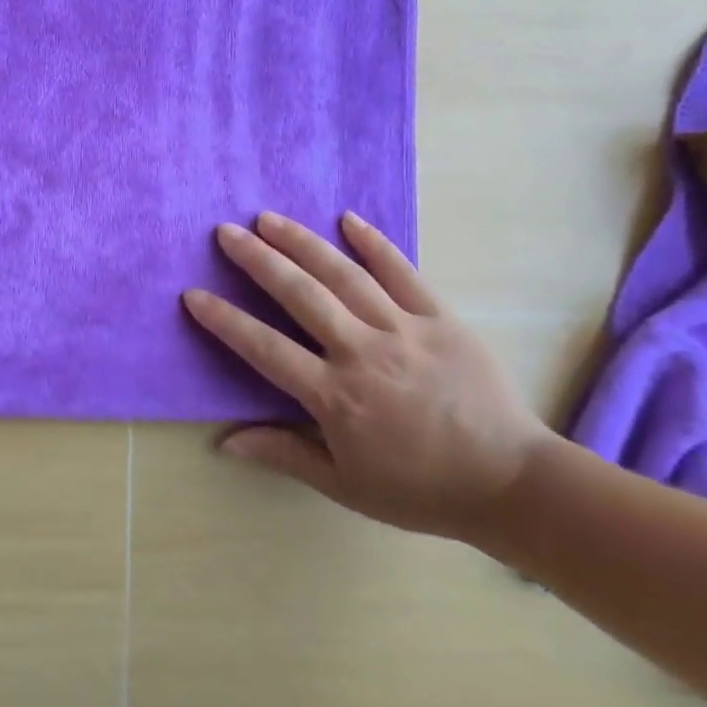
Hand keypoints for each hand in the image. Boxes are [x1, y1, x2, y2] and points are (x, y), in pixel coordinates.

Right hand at [183, 211, 553, 539]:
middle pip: (300, 296)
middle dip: (259, 260)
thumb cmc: (420, 489)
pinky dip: (375, 243)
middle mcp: (363, 353)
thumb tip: (224, 442)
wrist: (512, 483)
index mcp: (335, 397)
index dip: (226, 321)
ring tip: (269, 218)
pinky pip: (404, 272)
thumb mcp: (345, 485)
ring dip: (303, 242)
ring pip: (344, 275)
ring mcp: (405, 330)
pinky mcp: (442, 318)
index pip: (265, 349)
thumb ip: (283, 455)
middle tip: (227, 232)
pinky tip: (348, 218)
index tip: (194, 295)